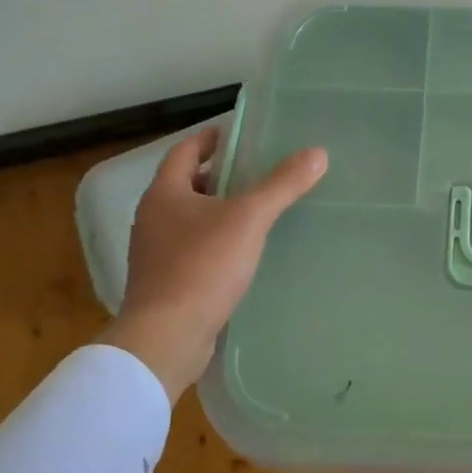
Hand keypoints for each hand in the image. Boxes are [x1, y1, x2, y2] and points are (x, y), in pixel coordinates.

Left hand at [101, 127, 327, 400]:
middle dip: (220, 175)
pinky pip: (193, 249)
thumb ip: (282, 184)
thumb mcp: (249, 219)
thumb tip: (317, 152)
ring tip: (258, 210)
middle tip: (258, 171)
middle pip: (187, 184)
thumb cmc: (202, 267)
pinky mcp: (166, 282)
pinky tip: (244, 252)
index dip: (212, 139)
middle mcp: (153, 218)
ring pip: (190, 218)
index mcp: (164, 193)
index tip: (240, 134)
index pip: (186, 151)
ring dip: (219, 210)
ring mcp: (156, 253)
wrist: (166, 338)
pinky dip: (216, 241)